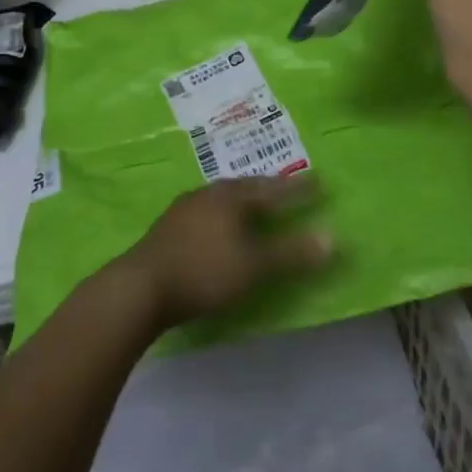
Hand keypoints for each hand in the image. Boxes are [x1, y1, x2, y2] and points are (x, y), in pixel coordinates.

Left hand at [114, 175, 335, 329]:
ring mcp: (184, 209)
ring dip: (243, 201)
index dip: (298, 189)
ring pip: (223, 198)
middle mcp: (209, 194)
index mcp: (232, 197)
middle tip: (287, 189)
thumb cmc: (203, 272)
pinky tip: (219, 227)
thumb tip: (333, 237)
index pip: (273, 188)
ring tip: (255, 205)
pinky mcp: (167, 228)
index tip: (319, 182)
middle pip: (246, 187)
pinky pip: (206, 212)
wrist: (138, 288)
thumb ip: (292, 253)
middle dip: (269, 189)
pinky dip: (223, 215)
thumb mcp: (254, 266)